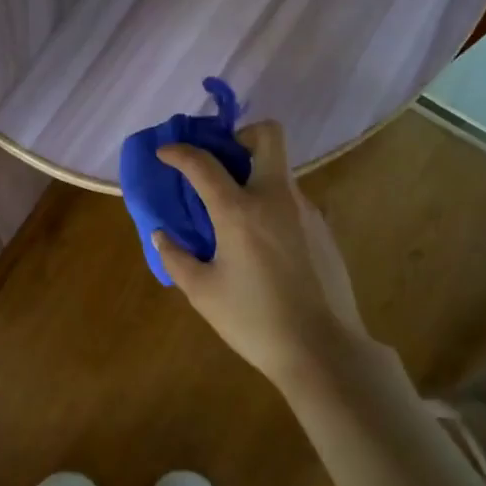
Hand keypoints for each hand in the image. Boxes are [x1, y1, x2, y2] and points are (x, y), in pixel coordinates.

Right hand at [155, 120, 372, 389]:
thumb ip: (176, 258)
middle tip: (223, 163)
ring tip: (237, 214)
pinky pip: (292, 201)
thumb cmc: (255, 321)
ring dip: (256, 175)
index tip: (166, 153)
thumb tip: (161, 235)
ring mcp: (306, 210)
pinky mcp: (323, 229)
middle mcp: (276, 197)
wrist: (323, 349)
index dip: (179, 152)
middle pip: (268, 135)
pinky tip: (264, 244)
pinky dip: (272, 205)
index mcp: (240, 211)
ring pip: (281, 170)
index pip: (203, 163)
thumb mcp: (203, 293)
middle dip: (241, 136)